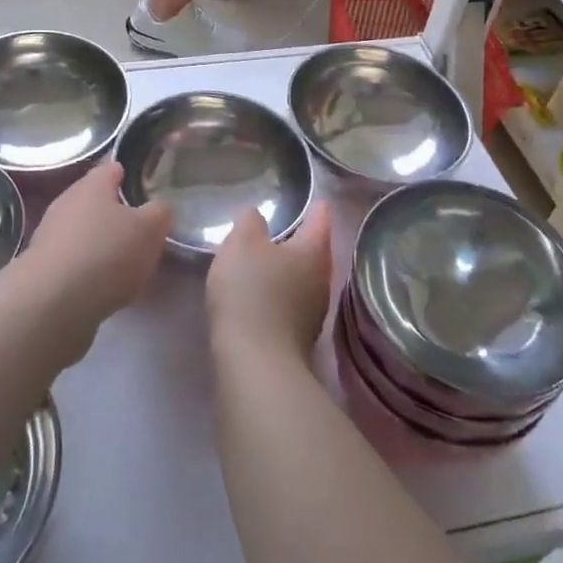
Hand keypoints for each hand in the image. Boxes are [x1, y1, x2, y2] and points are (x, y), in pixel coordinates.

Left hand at [23, 161, 173, 327]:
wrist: (52, 303)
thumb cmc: (106, 253)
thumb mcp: (149, 230)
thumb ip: (159, 213)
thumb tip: (158, 207)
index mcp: (93, 184)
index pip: (112, 167)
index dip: (128, 173)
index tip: (144, 184)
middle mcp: (67, 201)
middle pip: (95, 199)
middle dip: (115, 211)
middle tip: (140, 228)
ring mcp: (50, 234)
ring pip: (82, 230)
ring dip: (99, 241)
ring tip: (124, 261)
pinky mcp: (42, 267)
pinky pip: (72, 259)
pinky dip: (87, 267)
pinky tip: (102, 284)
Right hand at [206, 202, 332, 365]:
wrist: (256, 363)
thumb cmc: (251, 292)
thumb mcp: (241, 244)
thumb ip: (249, 222)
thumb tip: (256, 215)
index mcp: (313, 252)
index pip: (320, 222)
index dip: (317, 208)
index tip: (317, 199)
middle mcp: (321, 280)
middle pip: (315, 253)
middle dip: (303, 240)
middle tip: (289, 226)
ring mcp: (313, 313)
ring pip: (305, 280)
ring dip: (291, 269)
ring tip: (272, 259)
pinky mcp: (299, 338)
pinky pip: (293, 303)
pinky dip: (282, 293)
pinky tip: (265, 294)